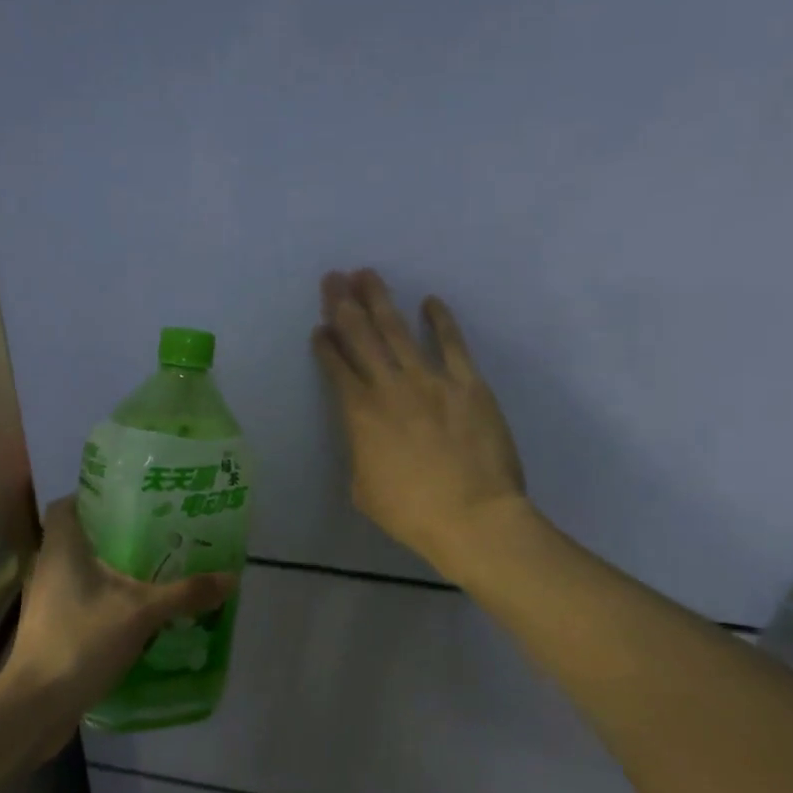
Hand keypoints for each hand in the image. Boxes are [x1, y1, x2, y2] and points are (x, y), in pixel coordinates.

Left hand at [1, 497, 233, 744]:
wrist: (37, 704)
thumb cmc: (82, 640)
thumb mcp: (142, 612)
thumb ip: (185, 593)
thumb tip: (231, 577)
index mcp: (62, 547)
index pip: (69, 503)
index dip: (96, 496)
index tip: (133, 499)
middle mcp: (49, 565)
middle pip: (80, 535)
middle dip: (116, 533)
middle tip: (157, 533)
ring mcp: (46, 598)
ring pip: (81, 570)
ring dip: (112, 568)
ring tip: (154, 569)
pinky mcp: (51, 626)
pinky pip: (81, 598)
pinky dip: (106, 597)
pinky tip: (137, 609)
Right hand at [313, 270, 536, 577]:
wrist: (473, 517)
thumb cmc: (411, 513)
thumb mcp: (364, 489)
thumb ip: (361, 454)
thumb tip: (368, 439)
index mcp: (360, 414)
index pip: (337, 368)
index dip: (326, 345)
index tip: (319, 328)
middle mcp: (390, 387)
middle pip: (361, 337)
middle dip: (343, 305)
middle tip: (333, 277)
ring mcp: (431, 380)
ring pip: (399, 331)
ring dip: (380, 300)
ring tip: (366, 274)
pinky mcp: (468, 384)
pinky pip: (453, 344)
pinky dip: (441, 320)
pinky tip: (430, 301)